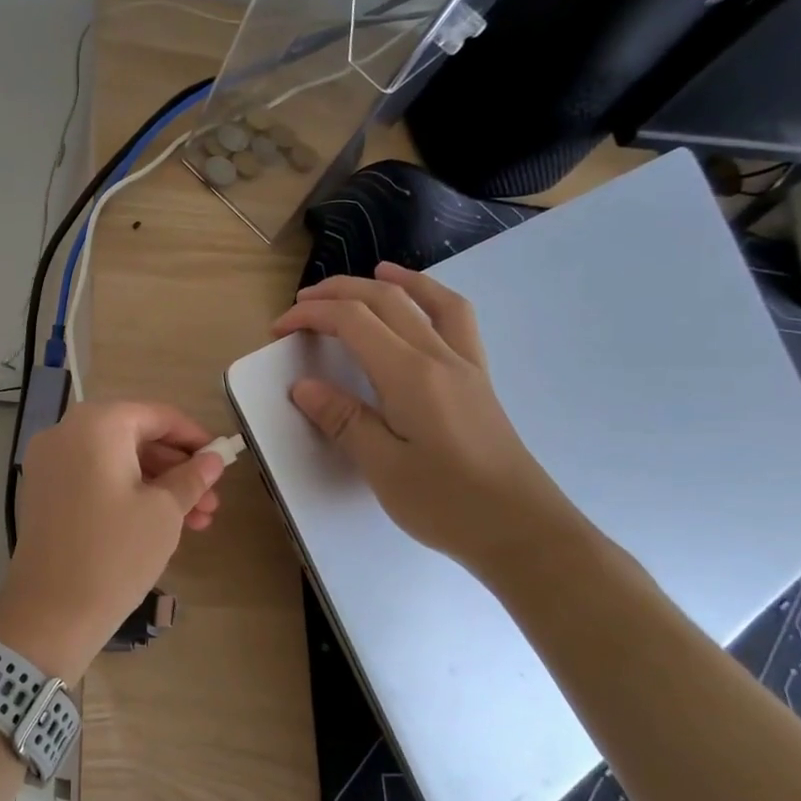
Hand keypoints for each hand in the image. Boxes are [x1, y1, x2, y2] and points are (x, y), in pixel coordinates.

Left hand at [0, 401, 225, 683]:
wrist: (50, 612)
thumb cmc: (115, 553)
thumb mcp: (164, 511)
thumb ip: (192, 476)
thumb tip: (212, 459)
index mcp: (97, 424)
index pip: (157, 415)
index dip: (194, 437)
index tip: (222, 460)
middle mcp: (66, 432)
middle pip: (135, 437)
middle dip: (177, 468)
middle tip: (211, 502)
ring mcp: (49, 463)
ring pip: (116, 461)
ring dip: (157, 485)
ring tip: (196, 522)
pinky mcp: (43, 492)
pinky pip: (94, 478)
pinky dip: (126, 492)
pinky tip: (158, 523)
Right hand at [271, 262, 585, 575]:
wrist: (522, 530)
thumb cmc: (447, 503)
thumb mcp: (383, 467)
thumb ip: (343, 420)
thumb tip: (304, 386)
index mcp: (410, 374)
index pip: (354, 321)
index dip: (311, 315)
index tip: (279, 329)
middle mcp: (440, 357)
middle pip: (387, 300)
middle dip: (340, 292)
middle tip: (303, 303)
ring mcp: (466, 366)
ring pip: (431, 301)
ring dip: (397, 280)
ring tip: (374, 271)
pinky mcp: (478, 382)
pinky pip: (457, 322)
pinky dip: (433, 300)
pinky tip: (423, 311)